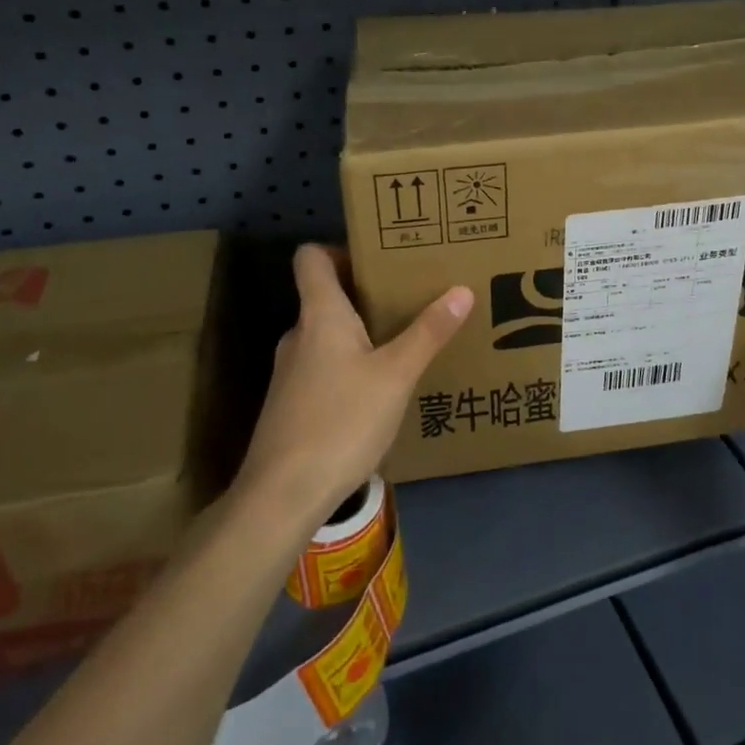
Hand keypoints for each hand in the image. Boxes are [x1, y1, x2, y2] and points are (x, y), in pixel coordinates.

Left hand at [236, 244, 472, 527]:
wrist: (282, 495)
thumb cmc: (341, 421)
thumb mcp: (396, 375)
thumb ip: (429, 332)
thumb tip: (462, 289)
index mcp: (320, 315)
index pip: (310, 257)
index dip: (340, 248)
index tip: (379, 258)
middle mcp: (299, 335)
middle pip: (326, 295)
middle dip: (367, 293)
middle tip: (410, 298)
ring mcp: (291, 372)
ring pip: (328, 335)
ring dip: (361, 332)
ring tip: (403, 343)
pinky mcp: (292, 404)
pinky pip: (325, 366)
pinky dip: (350, 365)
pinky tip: (379, 391)